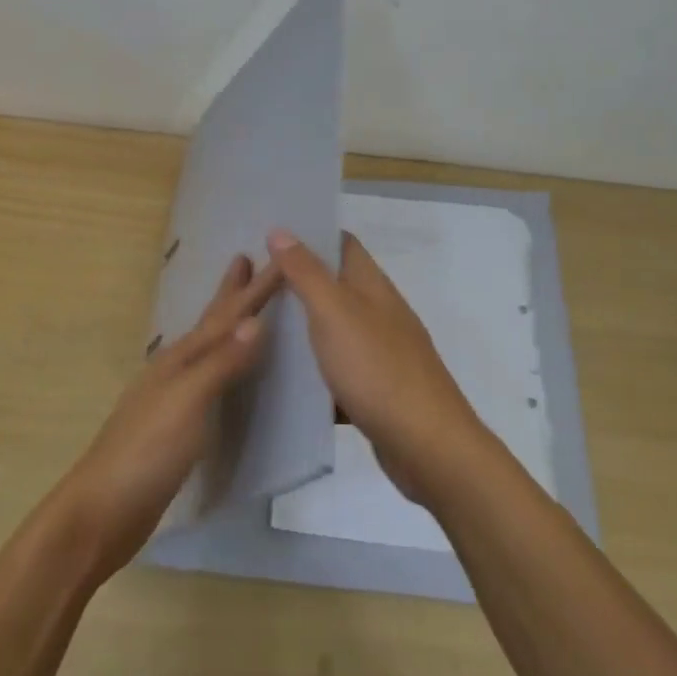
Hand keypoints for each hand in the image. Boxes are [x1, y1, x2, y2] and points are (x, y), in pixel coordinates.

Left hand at [55, 252, 281, 582]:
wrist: (102, 511)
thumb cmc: (146, 452)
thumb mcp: (188, 402)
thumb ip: (221, 363)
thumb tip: (255, 320)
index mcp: (180, 359)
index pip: (226, 317)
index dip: (253, 289)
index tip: (280, 258)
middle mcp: (176, 370)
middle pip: (210, 324)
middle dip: (230, 293)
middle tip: (245, 258)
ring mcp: (172, 398)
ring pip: (209, 350)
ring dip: (226, 325)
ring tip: (241, 309)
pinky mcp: (176, 427)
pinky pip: (209, 381)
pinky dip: (224, 365)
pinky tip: (226, 374)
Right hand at [267, 228, 489, 505]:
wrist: (427, 446)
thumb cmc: (378, 369)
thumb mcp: (334, 313)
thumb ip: (306, 272)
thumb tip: (281, 229)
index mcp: (372, 286)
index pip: (341, 243)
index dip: (309, 234)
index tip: (267, 237)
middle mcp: (380, 312)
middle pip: (335, 284)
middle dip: (297, 281)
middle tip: (249, 284)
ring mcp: (381, 352)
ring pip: (334, 327)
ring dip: (302, 324)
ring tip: (255, 325)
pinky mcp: (376, 389)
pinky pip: (338, 369)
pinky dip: (313, 368)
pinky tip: (283, 377)